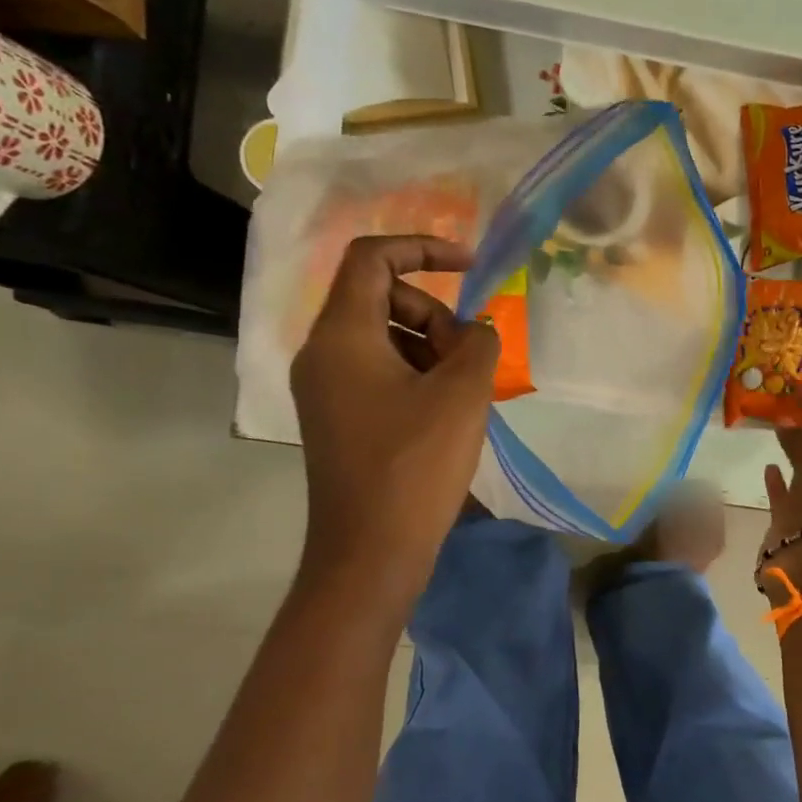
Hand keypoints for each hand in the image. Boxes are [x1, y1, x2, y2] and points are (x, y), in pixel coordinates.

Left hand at [291, 235, 499, 583]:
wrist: (370, 552)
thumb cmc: (415, 465)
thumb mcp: (462, 394)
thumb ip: (479, 343)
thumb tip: (476, 332)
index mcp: (342, 335)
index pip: (372, 258)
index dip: (424, 248)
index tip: (471, 266)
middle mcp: (323, 354)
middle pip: (382, 299)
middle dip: (435, 316)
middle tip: (470, 359)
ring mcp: (326, 389)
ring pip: (385, 339)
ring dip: (432, 350)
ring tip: (464, 394)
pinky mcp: (339, 419)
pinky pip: (380, 374)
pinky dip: (418, 377)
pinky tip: (447, 415)